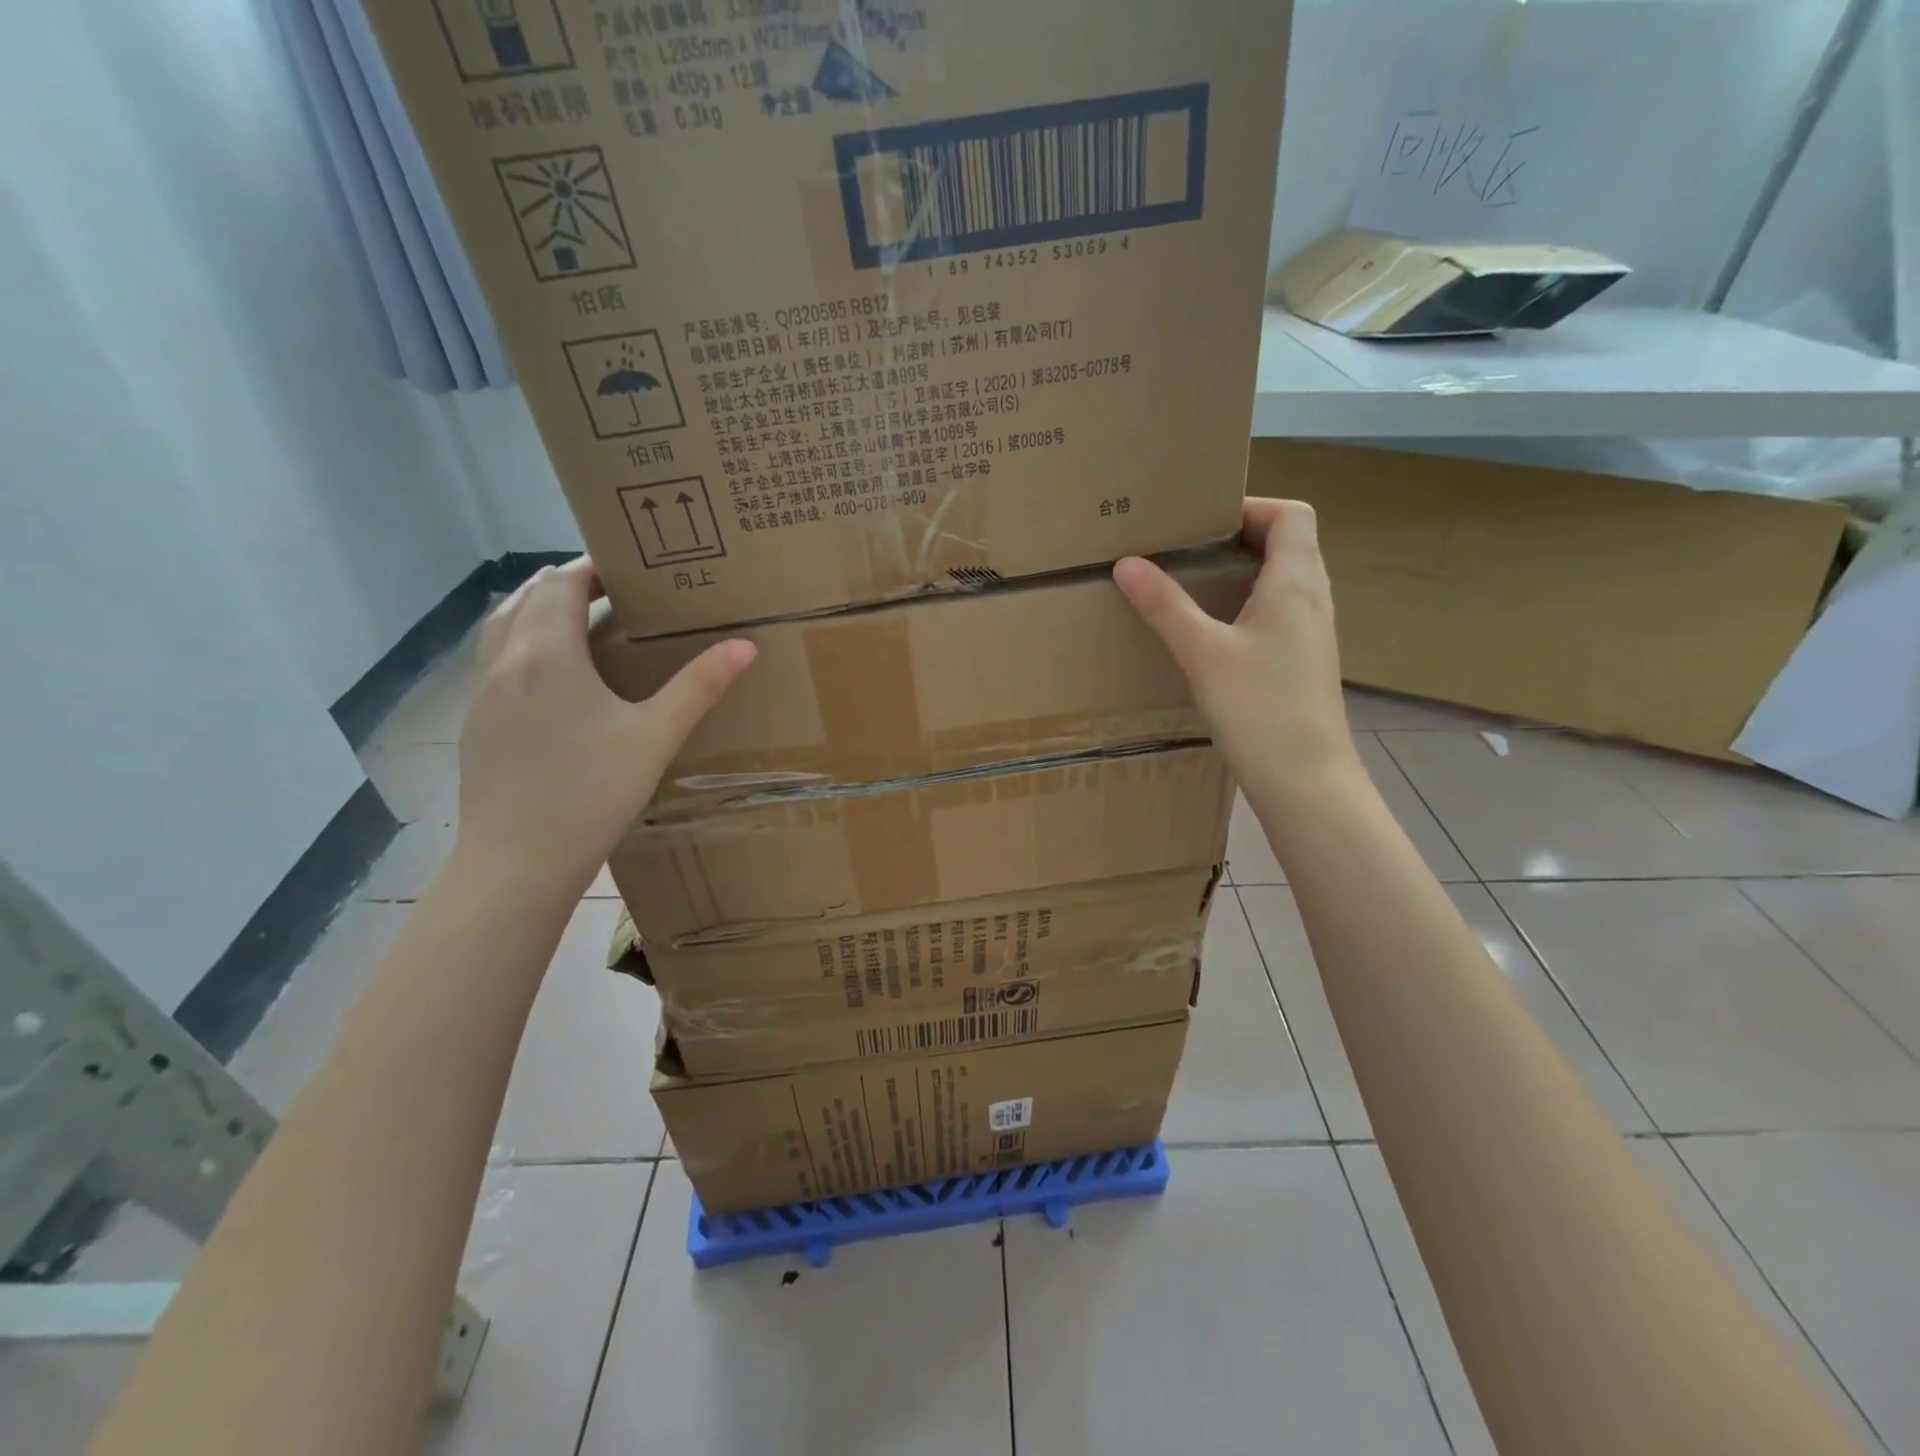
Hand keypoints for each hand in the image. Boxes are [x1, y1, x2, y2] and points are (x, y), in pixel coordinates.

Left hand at [455, 558, 754, 890]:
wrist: (517, 861)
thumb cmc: (591, 792)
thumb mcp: (655, 736)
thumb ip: (699, 686)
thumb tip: (745, 646)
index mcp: (546, 654)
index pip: (560, 585)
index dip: (590, 568)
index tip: (626, 568)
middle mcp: (503, 663)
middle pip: (525, 598)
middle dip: (565, 585)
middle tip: (610, 592)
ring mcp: (481, 695)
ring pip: (501, 628)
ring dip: (536, 612)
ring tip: (578, 623)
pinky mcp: (476, 725)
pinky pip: (494, 662)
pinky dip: (521, 645)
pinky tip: (551, 679)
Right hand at [1114, 499, 1358, 795]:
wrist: (1305, 778)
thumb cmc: (1258, 708)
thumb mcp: (1202, 652)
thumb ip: (1165, 605)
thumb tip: (1127, 562)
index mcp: (1296, 581)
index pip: (1291, 514)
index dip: (1250, 506)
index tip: (1202, 522)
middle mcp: (1313, 598)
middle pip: (1289, 543)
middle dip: (1239, 536)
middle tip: (1188, 548)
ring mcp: (1313, 632)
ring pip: (1284, 579)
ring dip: (1244, 571)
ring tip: (1195, 583)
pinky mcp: (1304, 661)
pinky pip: (1280, 612)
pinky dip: (1249, 604)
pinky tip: (1215, 632)